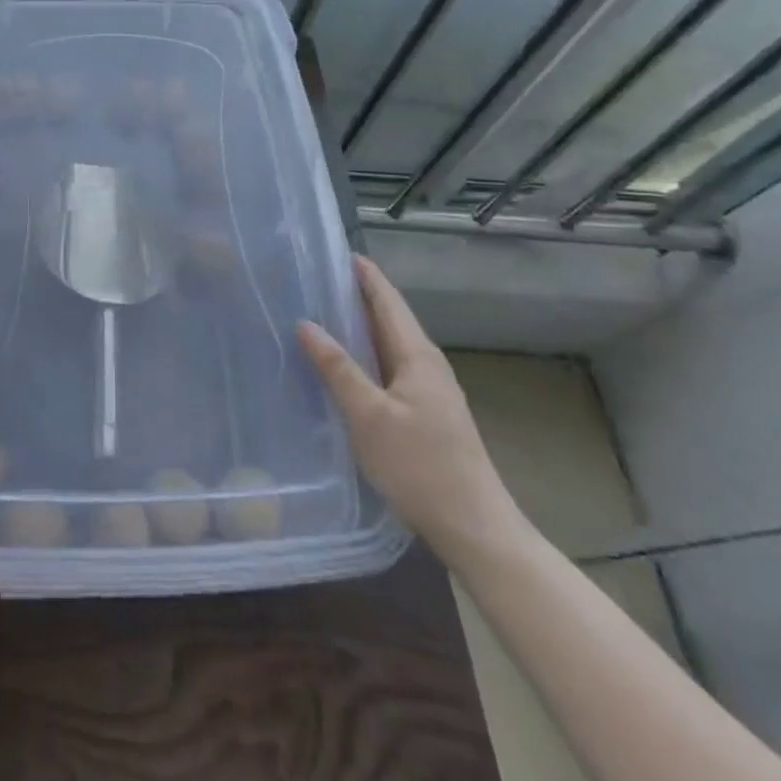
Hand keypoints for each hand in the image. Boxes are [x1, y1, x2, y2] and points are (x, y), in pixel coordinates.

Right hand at [297, 256, 524, 564]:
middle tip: (316, 280)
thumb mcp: (368, 416)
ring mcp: (430, 390)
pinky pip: (390, 367)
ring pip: (390, 344)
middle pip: (390, 318)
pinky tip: (346, 366)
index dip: (364, 275)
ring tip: (323, 315)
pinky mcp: (426, 413)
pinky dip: (366, 354)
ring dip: (360, 326)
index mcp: (417, 355)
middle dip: (357, 296)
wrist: (474, 528)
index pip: (387, 300)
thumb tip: (306, 324)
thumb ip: (338, 368)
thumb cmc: (419, 466)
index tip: (336, 251)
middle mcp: (427, 364)